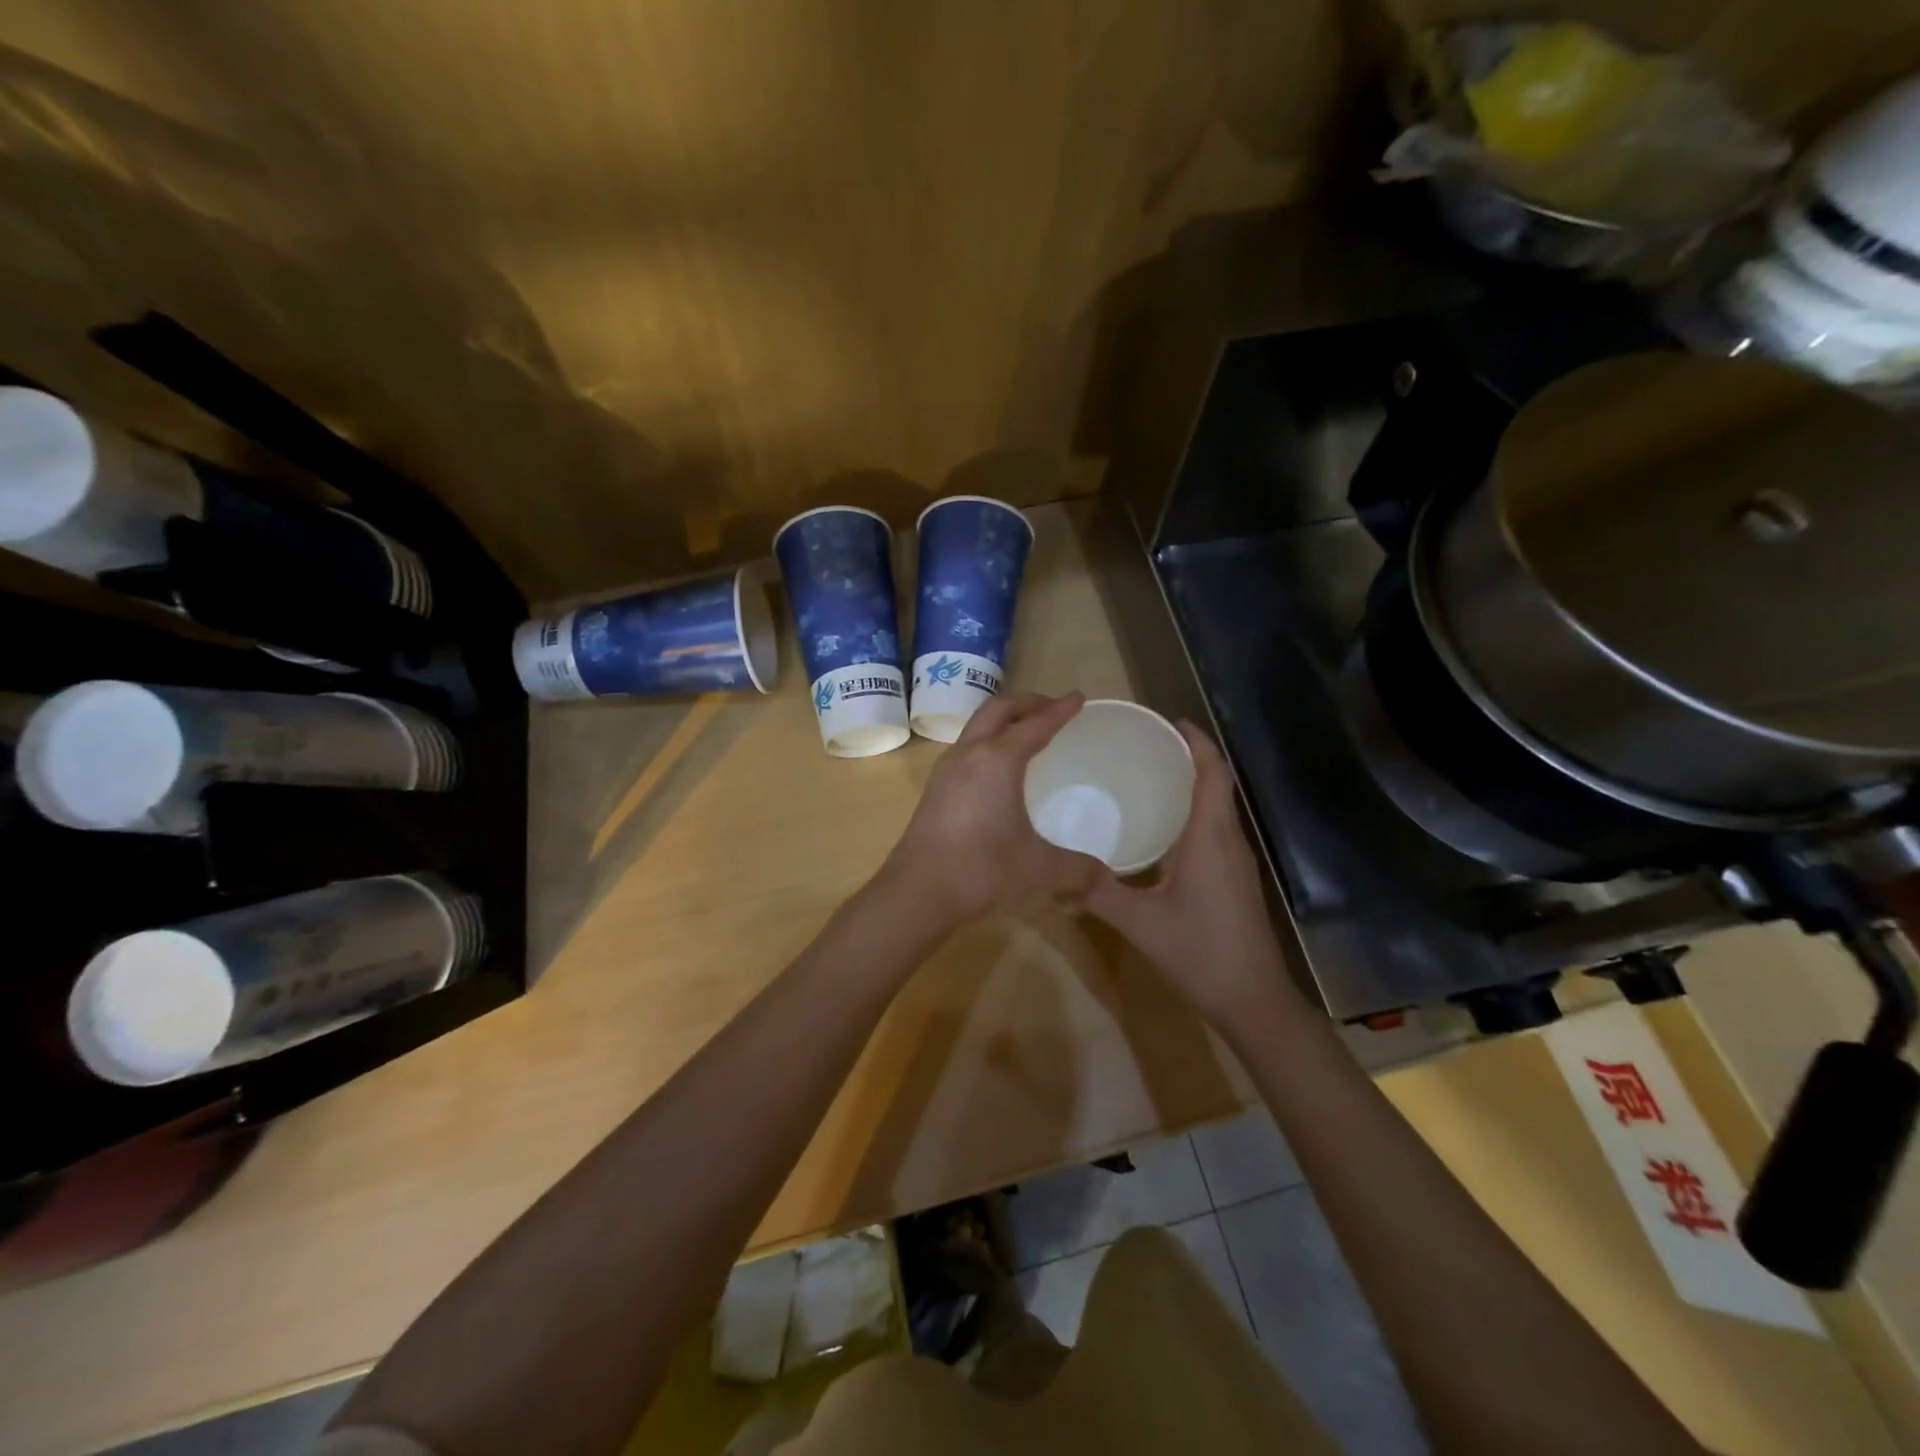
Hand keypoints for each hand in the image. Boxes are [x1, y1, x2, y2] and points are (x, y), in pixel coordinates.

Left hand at [880, 692, 1104, 930]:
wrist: (918, 890)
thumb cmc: (981, 869)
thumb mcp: (1038, 868)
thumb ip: (1077, 870)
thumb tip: (1106, 879)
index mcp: (997, 760)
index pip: (1035, 724)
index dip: (1059, 710)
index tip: (1078, 698)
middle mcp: (969, 754)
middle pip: (998, 711)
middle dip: (1027, 703)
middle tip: (1052, 708)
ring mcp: (946, 770)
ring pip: (977, 727)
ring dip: (1003, 720)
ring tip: (1025, 732)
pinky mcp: (934, 789)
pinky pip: (966, 748)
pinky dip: (988, 742)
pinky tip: (997, 769)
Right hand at [1086, 723, 1306, 1030]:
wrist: (1252, 1000)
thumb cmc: (1200, 952)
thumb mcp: (1140, 922)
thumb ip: (1097, 892)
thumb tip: (1055, 870)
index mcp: (1210, 838)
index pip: (1213, 774)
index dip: (1198, 741)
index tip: (1170, 721)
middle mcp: (1229, 841)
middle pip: (1218, 784)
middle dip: (1189, 758)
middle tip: (1145, 747)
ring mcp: (1237, 862)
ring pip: (1218, 808)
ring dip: (1192, 786)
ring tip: (1148, 778)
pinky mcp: (1235, 880)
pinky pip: (1216, 831)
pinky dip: (1194, 814)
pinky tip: (1162, 830)